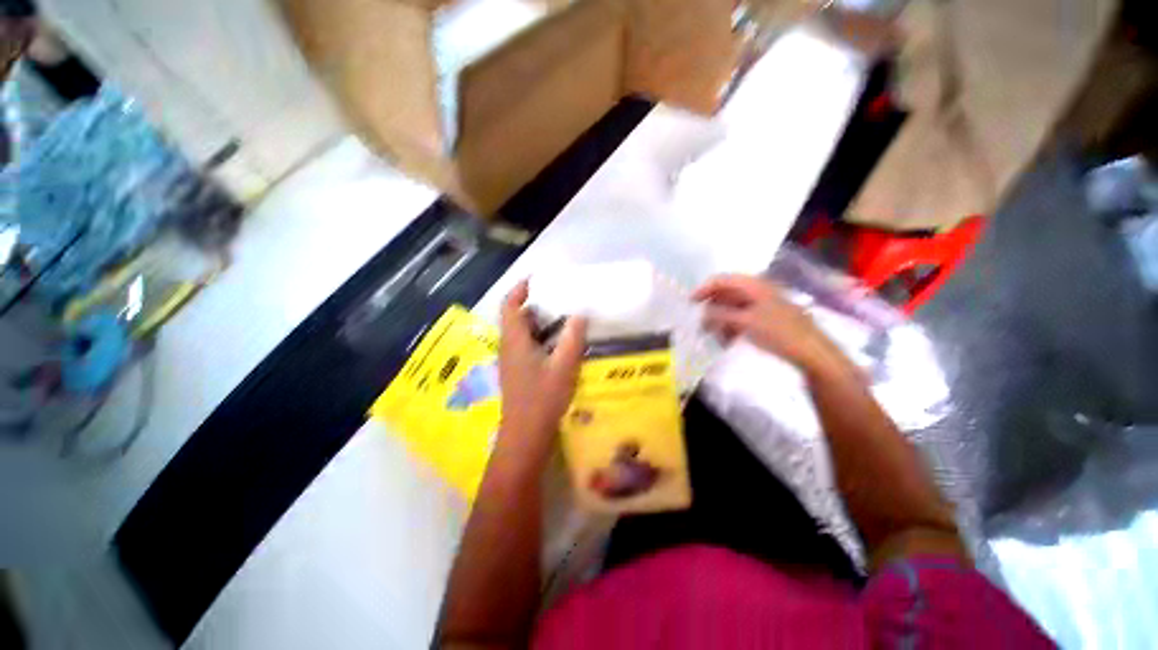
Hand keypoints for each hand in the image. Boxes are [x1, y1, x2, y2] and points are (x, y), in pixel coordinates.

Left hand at [498, 280, 586, 439]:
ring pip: (523, 333)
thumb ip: (572, 338)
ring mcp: (512, 361)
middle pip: (517, 318)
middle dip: (536, 306)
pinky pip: (528, 346)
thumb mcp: (563, 366)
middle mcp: (509, 347)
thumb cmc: (543, 398)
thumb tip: (580, 314)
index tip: (536, 280)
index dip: (519, 290)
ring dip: (541, 324)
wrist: (526, 435)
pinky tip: (560, 345)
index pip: (509, 306)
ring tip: (564, 318)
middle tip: (559, 300)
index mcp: (515, 341)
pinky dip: (542, 339)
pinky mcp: (518, 372)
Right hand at [692, 274, 834, 370]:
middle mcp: (756, 291)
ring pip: (732, 308)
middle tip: (702, 326)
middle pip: (725, 294)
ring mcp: (761, 304)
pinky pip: (740, 318)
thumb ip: (720, 314)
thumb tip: (702, 312)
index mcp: (753, 285)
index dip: (704, 289)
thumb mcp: (745, 322)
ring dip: (720, 321)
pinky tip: (727, 341)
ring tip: (714, 337)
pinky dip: (731, 327)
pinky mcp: (765, 318)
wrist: (811, 352)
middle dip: (711, 309)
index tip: (690, 303)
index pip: (721, 280)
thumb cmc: (778, 332)